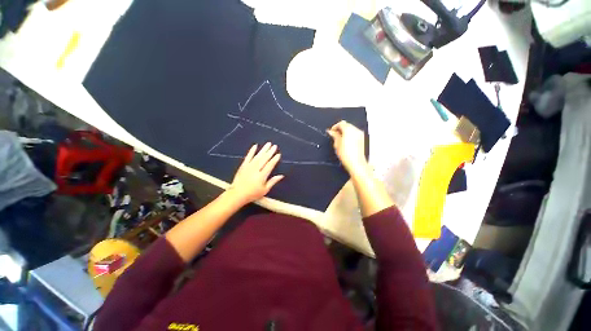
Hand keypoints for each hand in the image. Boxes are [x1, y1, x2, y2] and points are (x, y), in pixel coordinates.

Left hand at [228, 142, 283, 203]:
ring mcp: (249, 166)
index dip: (274, 159)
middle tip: (275, 146)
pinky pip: (248, 157)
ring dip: (263, 149)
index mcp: (262, 176)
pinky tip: (255, 146)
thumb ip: (273, 181)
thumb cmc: (253, 194)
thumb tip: (281, 175)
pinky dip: (252, 151)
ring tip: (268, 144)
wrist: (237, 194)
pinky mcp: (243, 165)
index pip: (270, 165)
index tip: (278, 154)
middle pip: (264, 159)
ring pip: (258, 156)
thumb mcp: (265, 190)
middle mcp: (256, 169)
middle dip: (270, 152)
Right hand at [327, 120, 367, 175]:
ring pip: (351, 129)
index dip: (335, 127)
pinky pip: (354, 134)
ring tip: (339, 139)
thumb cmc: (346, 155)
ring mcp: (360, 134)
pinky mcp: (362, 139)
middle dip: (340, 129)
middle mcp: (356, 130)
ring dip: (345, 132)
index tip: (331, 131)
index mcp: (349, 130)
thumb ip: (334, 135)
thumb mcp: (337, 144)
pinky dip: (349, 135)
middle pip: (347, 125)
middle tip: (334, 135)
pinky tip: (345, 142)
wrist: (356, 163)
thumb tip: (331, 132)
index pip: (341, 123)